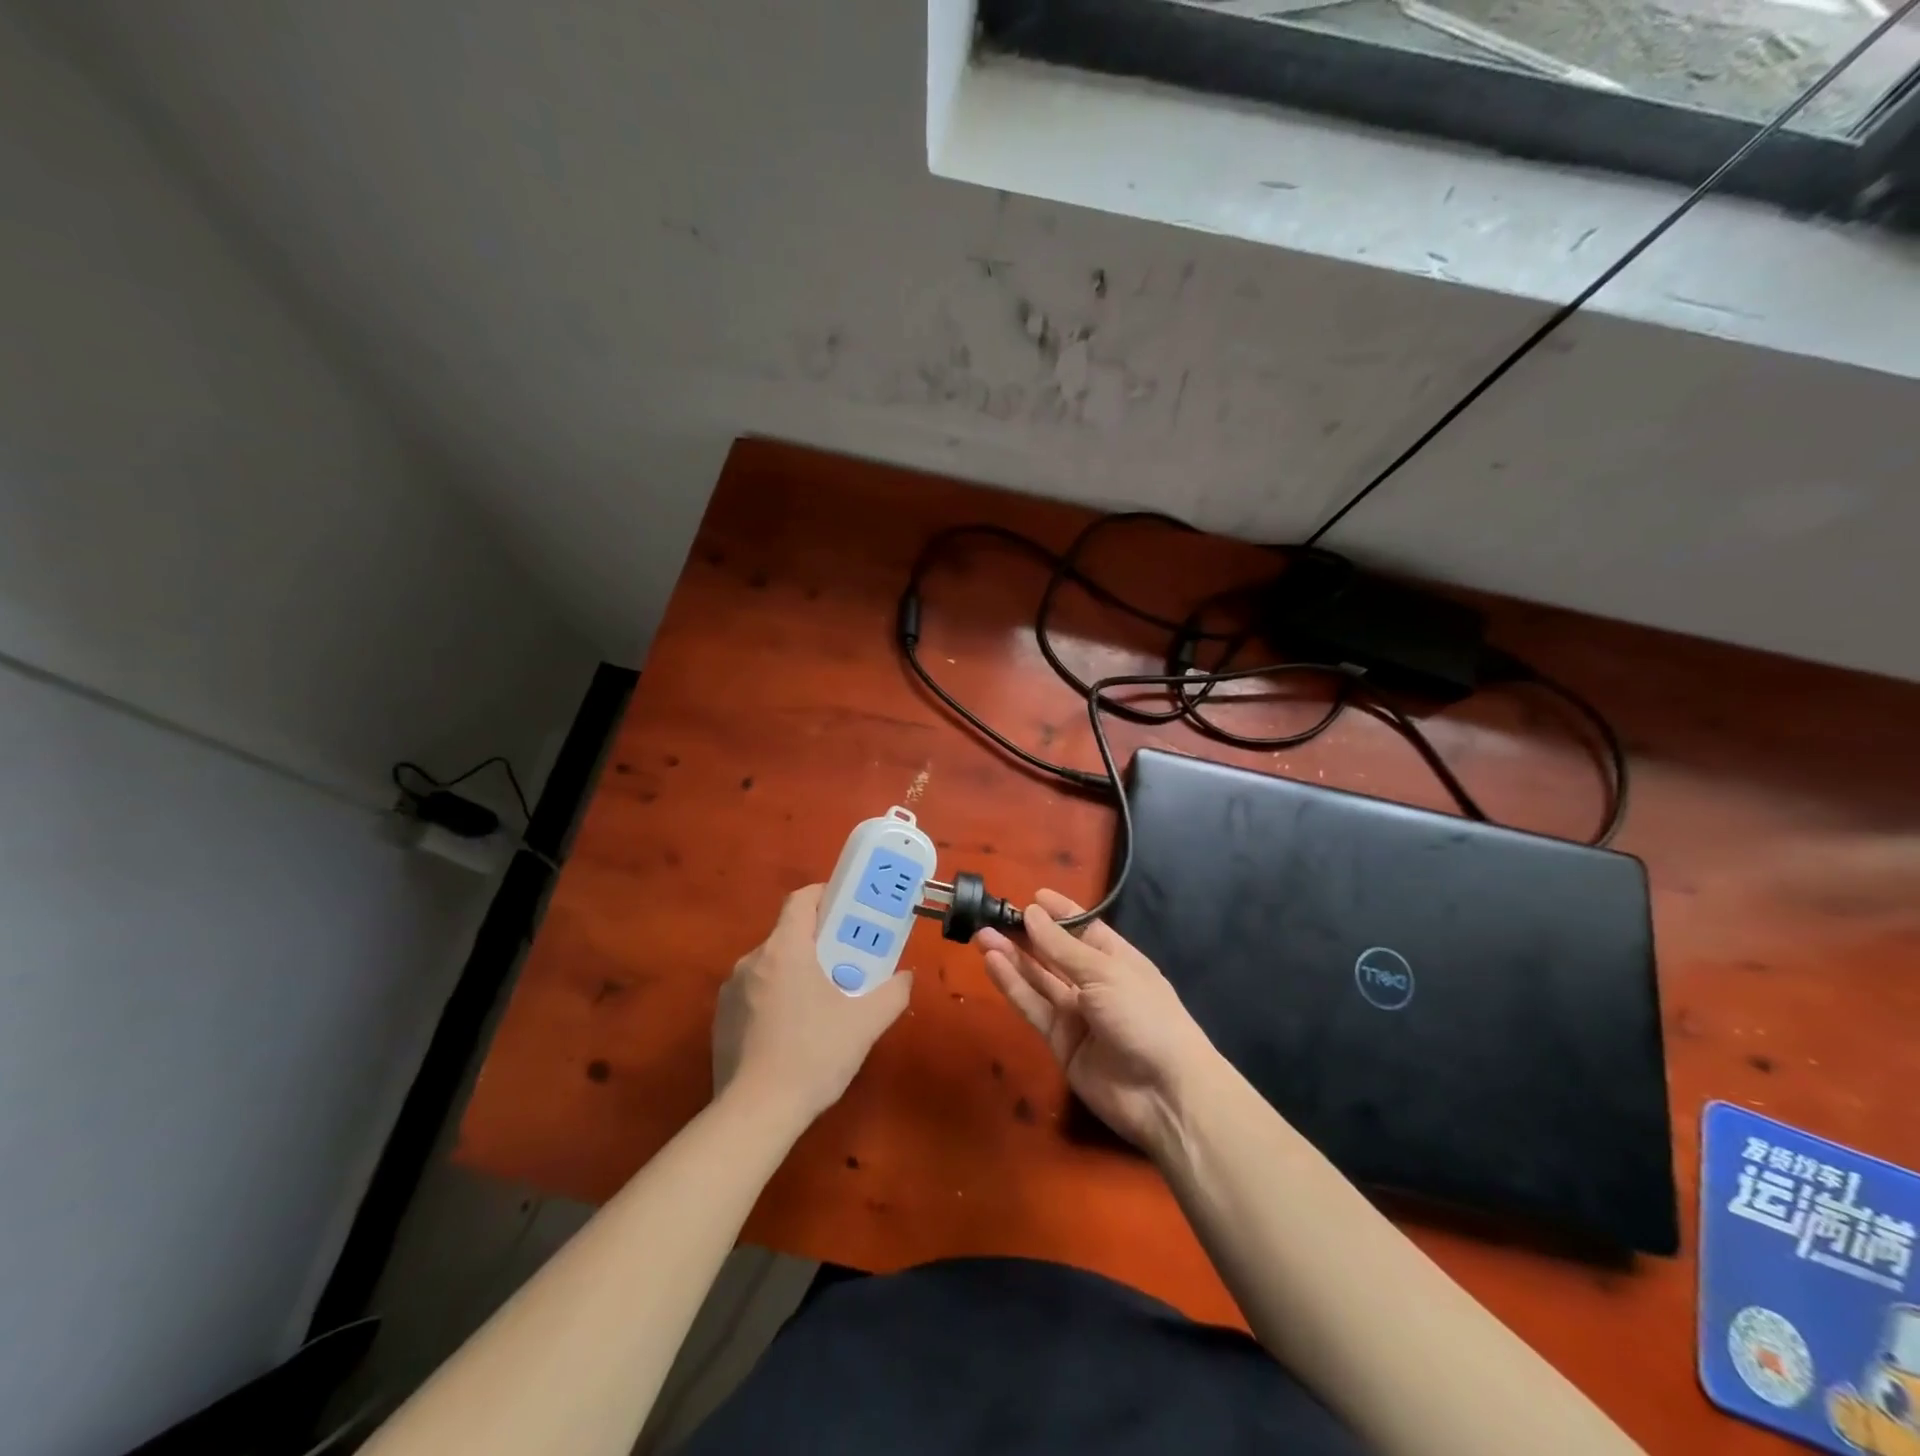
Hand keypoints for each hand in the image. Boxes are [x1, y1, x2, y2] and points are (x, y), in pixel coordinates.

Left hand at [713, 884, 912, 1123]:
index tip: (847, 908)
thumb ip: (893, 993)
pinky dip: (775, 999)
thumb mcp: (865, 1024)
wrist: (755, 1114)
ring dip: (796, 972)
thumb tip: (906, 977)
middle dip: (818, 942)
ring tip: (823, 1001)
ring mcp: (731, 992)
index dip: (824, 896)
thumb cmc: (813, 1055)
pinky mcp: (721, 1021)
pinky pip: (754, 994)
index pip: (800, 900)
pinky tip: (794, 1032)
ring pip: (771, 966)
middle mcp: (751, 961)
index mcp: (784, 949)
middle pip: (788, 934)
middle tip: (847, 961)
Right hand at [976, 889, 1218, 1156]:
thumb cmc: (1144, 1016)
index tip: (1032, 897)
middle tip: (992, 915)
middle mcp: (1095, 983)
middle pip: (1055, 954)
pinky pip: (1033, 1007)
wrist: (1164, 1093)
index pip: (1084, 928)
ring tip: (983, 935)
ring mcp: (1077, 1014)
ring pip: (1039, 979)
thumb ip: (1062, 947)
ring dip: (1013, 957)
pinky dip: (1013, 986)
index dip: (1059, 913)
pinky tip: (993, 963)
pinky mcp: (1060, 1041)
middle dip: (1027, 935)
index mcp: (1117, 959)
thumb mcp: (1104, 973)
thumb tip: (1032, 913)